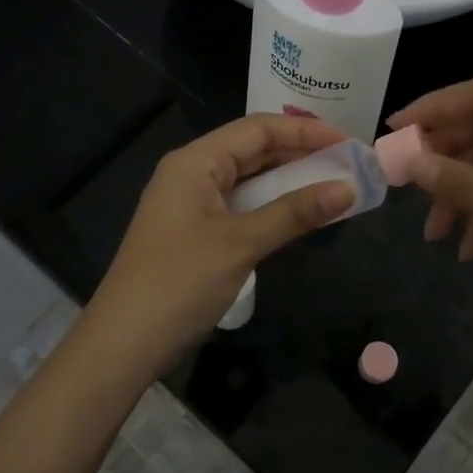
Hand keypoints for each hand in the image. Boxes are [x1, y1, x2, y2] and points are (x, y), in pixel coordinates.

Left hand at [83, 114, 355, 375]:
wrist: (124, 342)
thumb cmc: (180, 282)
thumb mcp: (242, 243)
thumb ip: (294, 212)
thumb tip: (347, 188)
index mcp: (195, 161)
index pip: (258, 129)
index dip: (306, 132)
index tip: (348, 144)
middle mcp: (192, 173)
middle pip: (253, 150)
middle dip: (300, 155)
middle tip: (348, 166)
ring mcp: (191, 203)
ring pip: (249, 180)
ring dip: (289, 182)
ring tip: (333, 187)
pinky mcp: (195, 231)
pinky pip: (241, 206)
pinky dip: (272, 207)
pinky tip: (300, 216)